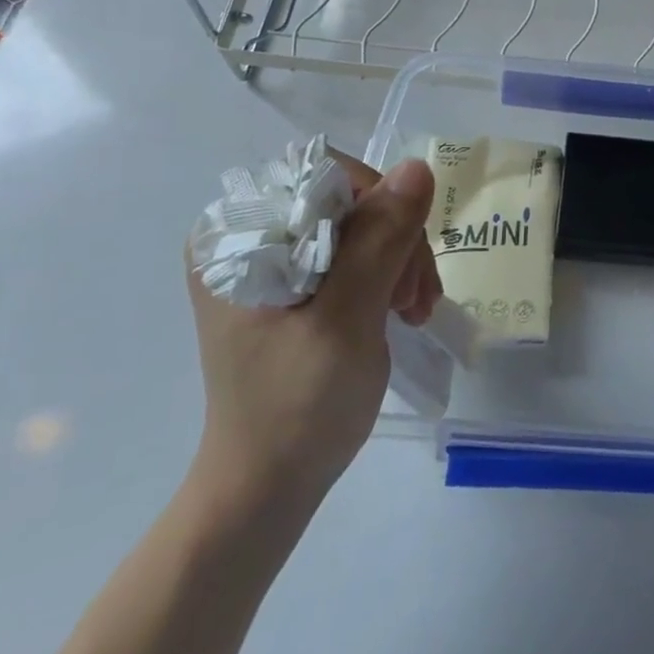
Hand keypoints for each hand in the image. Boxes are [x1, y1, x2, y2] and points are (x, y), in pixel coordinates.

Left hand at [183, 152, 441, 512]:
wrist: (269, 486)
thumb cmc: (297, 409)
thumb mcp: (345, 321)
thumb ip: (379, 242)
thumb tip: (418, 167)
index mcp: (235, 234)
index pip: (326, 177)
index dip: (379, 209)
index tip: (403, 269)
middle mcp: (247, 233)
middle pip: (348, 199)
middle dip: (395, 241)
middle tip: (415, 299)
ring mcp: (270, 256)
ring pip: (360, 222)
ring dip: (399, 258)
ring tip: (415, 309)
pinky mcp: (292, 279)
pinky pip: (356, 248)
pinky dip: (388, 272)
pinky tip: (402, 307)